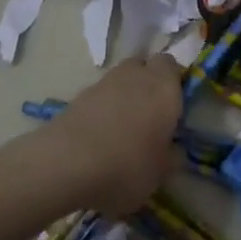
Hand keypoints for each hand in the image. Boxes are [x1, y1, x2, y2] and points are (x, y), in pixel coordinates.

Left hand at [42, 56, 182, 216]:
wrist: (66, 164)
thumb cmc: (127, 166)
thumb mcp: (160, 173)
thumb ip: (169, 157)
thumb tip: (171, 150)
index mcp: (164, 88)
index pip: (172, 65)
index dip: (173, 81)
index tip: (174, 105)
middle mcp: (135, 77)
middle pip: (143, 66)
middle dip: (148, 82)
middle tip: (151, 113)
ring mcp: (103, 84)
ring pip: (119, 79)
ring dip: (124, 95)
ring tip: (123, 128)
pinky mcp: (77, 97)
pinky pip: (98, 96)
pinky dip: (102, 109)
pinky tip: (99, 136)